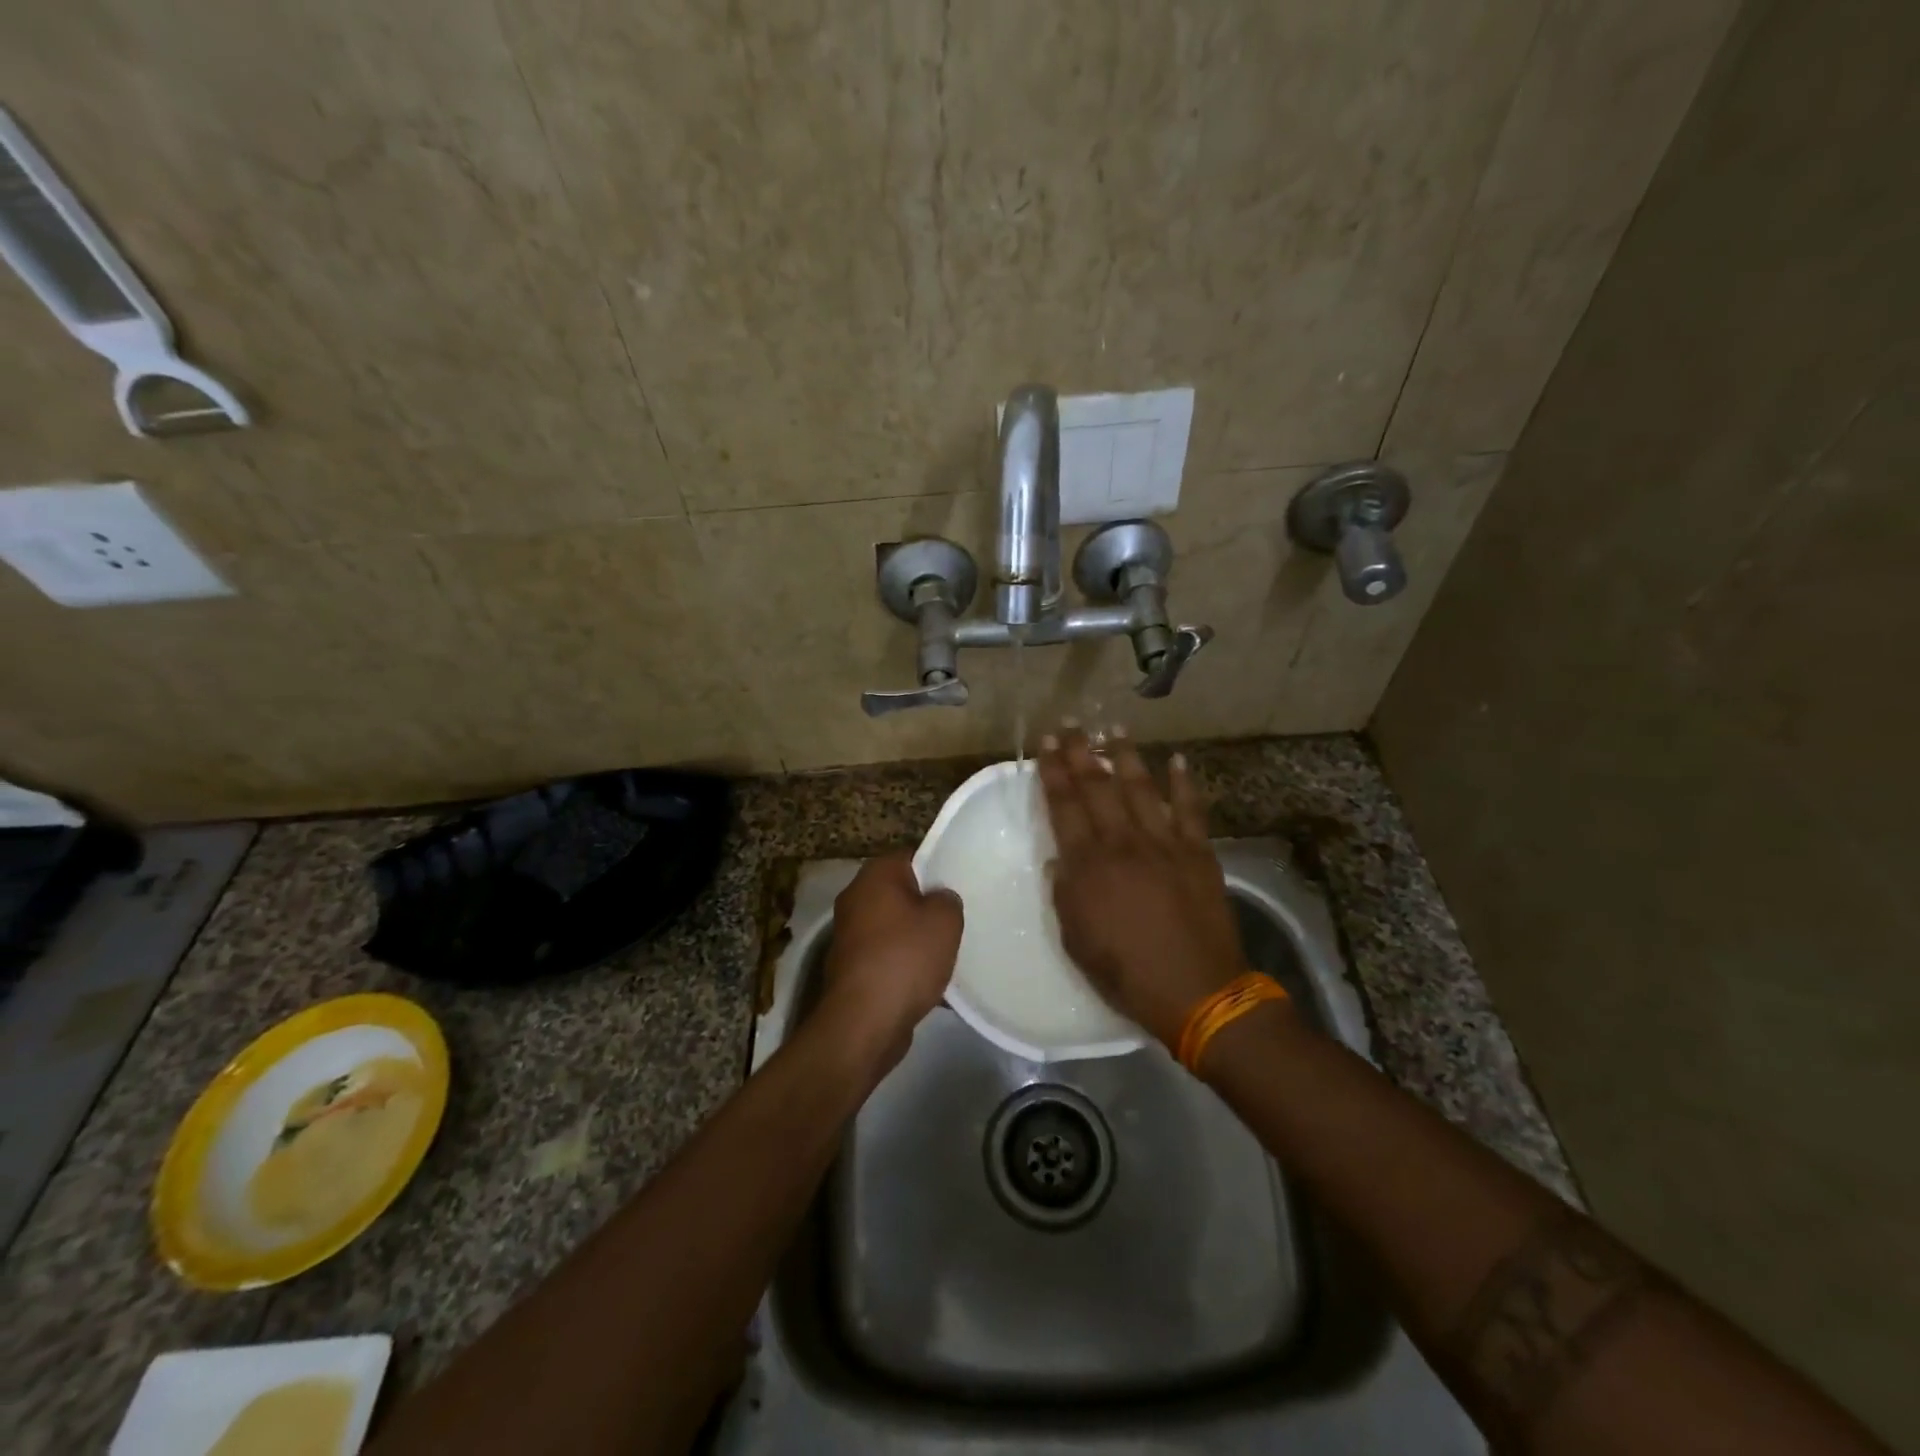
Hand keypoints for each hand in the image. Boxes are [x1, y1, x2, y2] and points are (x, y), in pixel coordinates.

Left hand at [821, 854, 962, 1061]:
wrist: (864, 1021)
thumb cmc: (905, 958)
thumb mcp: (945, 920)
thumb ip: (948, 899)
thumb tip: (940, 899)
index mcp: (875, 875)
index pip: (911, 856)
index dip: (937, 867)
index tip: (958, 885)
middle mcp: (855, 898)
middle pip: (900, 892)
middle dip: (926, 905)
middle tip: (956, 919)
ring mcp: (849, 934)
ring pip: (893, 926)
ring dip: (916, 938)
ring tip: (947, 952)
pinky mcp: (851, 967)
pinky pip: (886, 955)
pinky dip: (904, 964)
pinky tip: (929, 981)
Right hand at [1036, 729, 1245, 1048]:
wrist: (1198, 992)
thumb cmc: (1127, 974)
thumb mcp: (1077, 940)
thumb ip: (1065, 894)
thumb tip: (1060, 858)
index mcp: (1089, 866)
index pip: (1065, 806)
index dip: (1053, 771)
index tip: (1047, 743)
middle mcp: (1124, 843)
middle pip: (1098, 787)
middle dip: (1082, 752)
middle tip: (1071, 724)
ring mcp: (1165, 844)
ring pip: (1141, 788)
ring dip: (1126, 756)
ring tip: (1114, 729)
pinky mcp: (1198, 853)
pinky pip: (1190, 810)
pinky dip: (1183, 783)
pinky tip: (1176, 760)